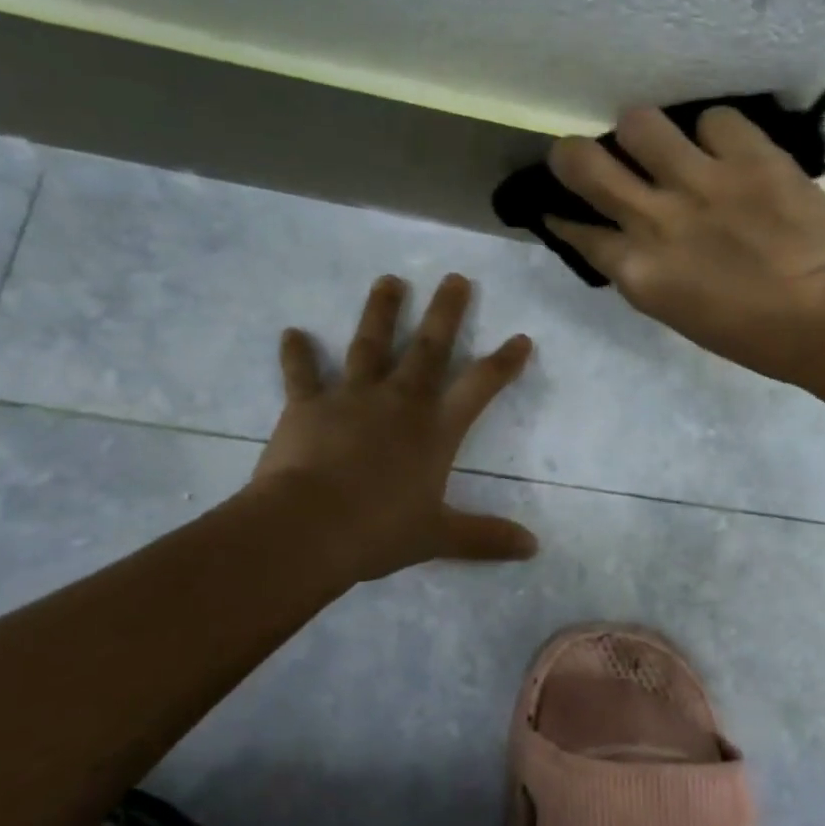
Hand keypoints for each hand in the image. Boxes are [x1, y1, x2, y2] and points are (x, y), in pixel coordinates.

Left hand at [250, 273, 537, 581]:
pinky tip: (291, 333)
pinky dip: (296, 354)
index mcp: (436, 429)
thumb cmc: (380, 531)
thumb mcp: (439, 537)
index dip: (504, 362)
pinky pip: (302, 374)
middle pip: (428, 348)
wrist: (308, 528)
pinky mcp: (307, 405)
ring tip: (389, 280)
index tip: (521, 338)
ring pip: (370, 344)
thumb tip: (534, 548)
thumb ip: (485, 538)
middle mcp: (400, 401)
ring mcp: (352, 397)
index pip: (480, 386)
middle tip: (455, 278)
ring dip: (381, 311)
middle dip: (446, 312)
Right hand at [546, 107, 824, 382]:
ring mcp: (701, 181)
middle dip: (572, 155)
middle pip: (582, 162)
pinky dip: (717, 134)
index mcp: (639, 272)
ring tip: (665, 146)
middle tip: (587, 156)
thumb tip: (634, 240)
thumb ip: (649, 272)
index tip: (563, 209)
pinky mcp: (749, 155)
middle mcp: (656, 219)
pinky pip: (714, 119)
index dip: (564, 217)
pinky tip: (729, 151)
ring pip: (639, 122)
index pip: (577, 231)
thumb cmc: (754, 337)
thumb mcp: (680, 314)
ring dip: (644, 134)